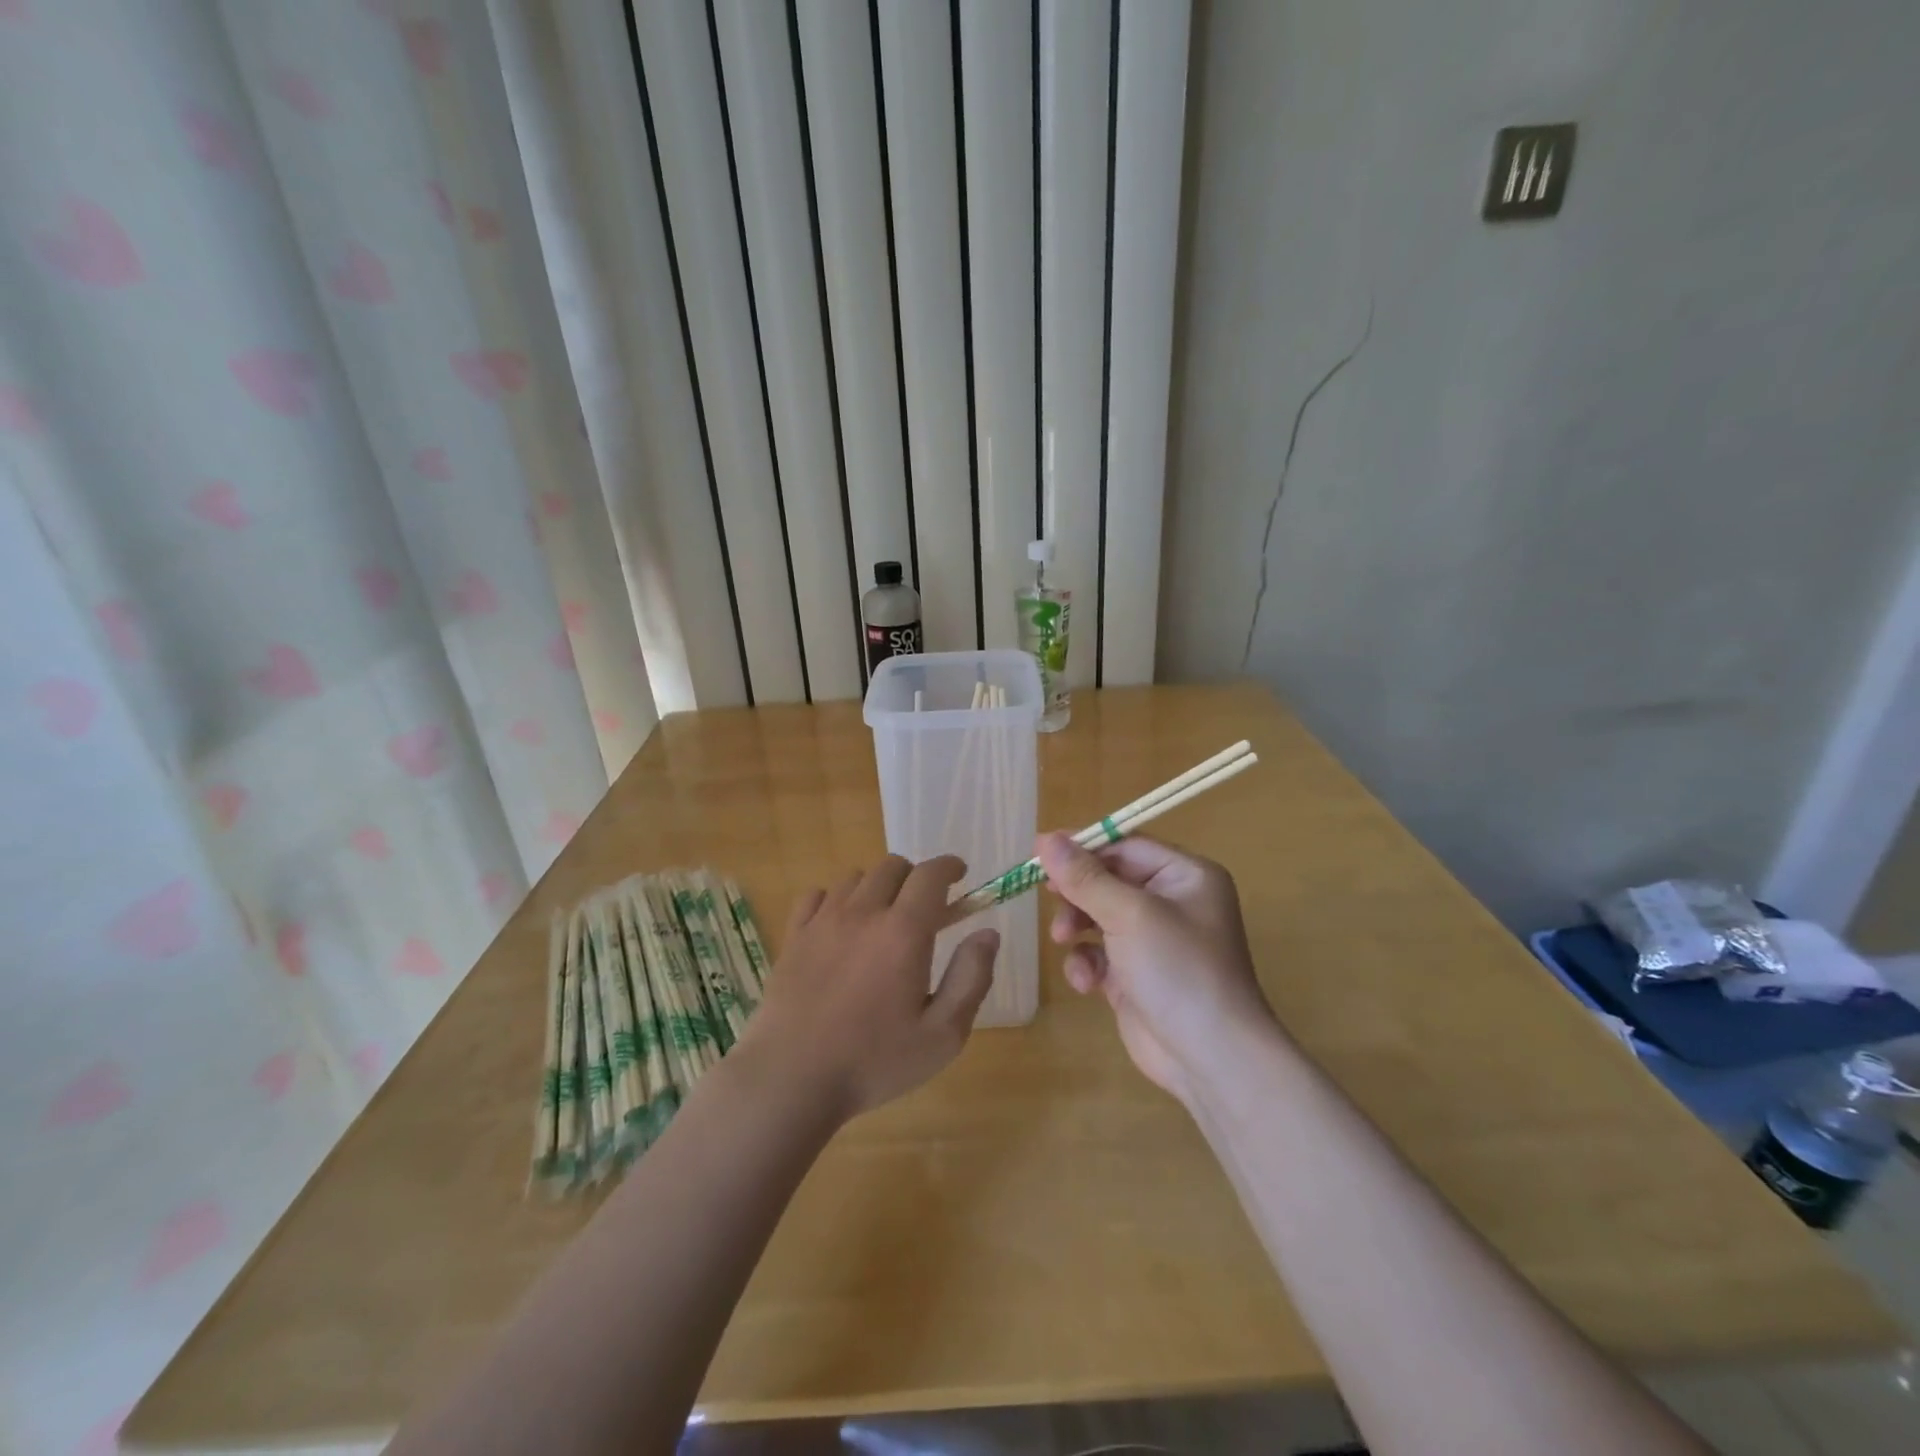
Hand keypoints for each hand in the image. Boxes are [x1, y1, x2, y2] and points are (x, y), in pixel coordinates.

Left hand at [740, 855, 999, 1121]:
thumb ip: (971, 978)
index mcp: (904, 932)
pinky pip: (816, 895)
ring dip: (877, 887)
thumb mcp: (942, 1035)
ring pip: (855, 878)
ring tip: (883, 918)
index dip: (948, 867)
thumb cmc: (874, 1061)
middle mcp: (863, 913)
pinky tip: (840, 925)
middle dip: (915, 878)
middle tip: (924, 907)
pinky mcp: (794, 936)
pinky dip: (835, 899)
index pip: (930, 875)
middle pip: (892, 867)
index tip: (959, 874)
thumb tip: (988, 933)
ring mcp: (823, 921)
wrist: (791, 1079)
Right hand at [1039, 833, 1278, 1102]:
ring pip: (1098, 916)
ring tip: (1063, 940)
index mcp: (1185, 876)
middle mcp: (1172, 903)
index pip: (1126, 846)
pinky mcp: (1136, 975)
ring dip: (1077, 927)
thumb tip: (1045, 839)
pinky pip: (1100, 953)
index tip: (1040, 852)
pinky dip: (1087, 962)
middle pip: (1108, 880)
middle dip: (1078, 893)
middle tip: (1048, 897)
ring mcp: (1154, 941)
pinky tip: (1087, 982)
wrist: (1211, 1059)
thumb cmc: (1178, 969)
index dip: (1083, 848)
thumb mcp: (1129, 915)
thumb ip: (1085, 878)